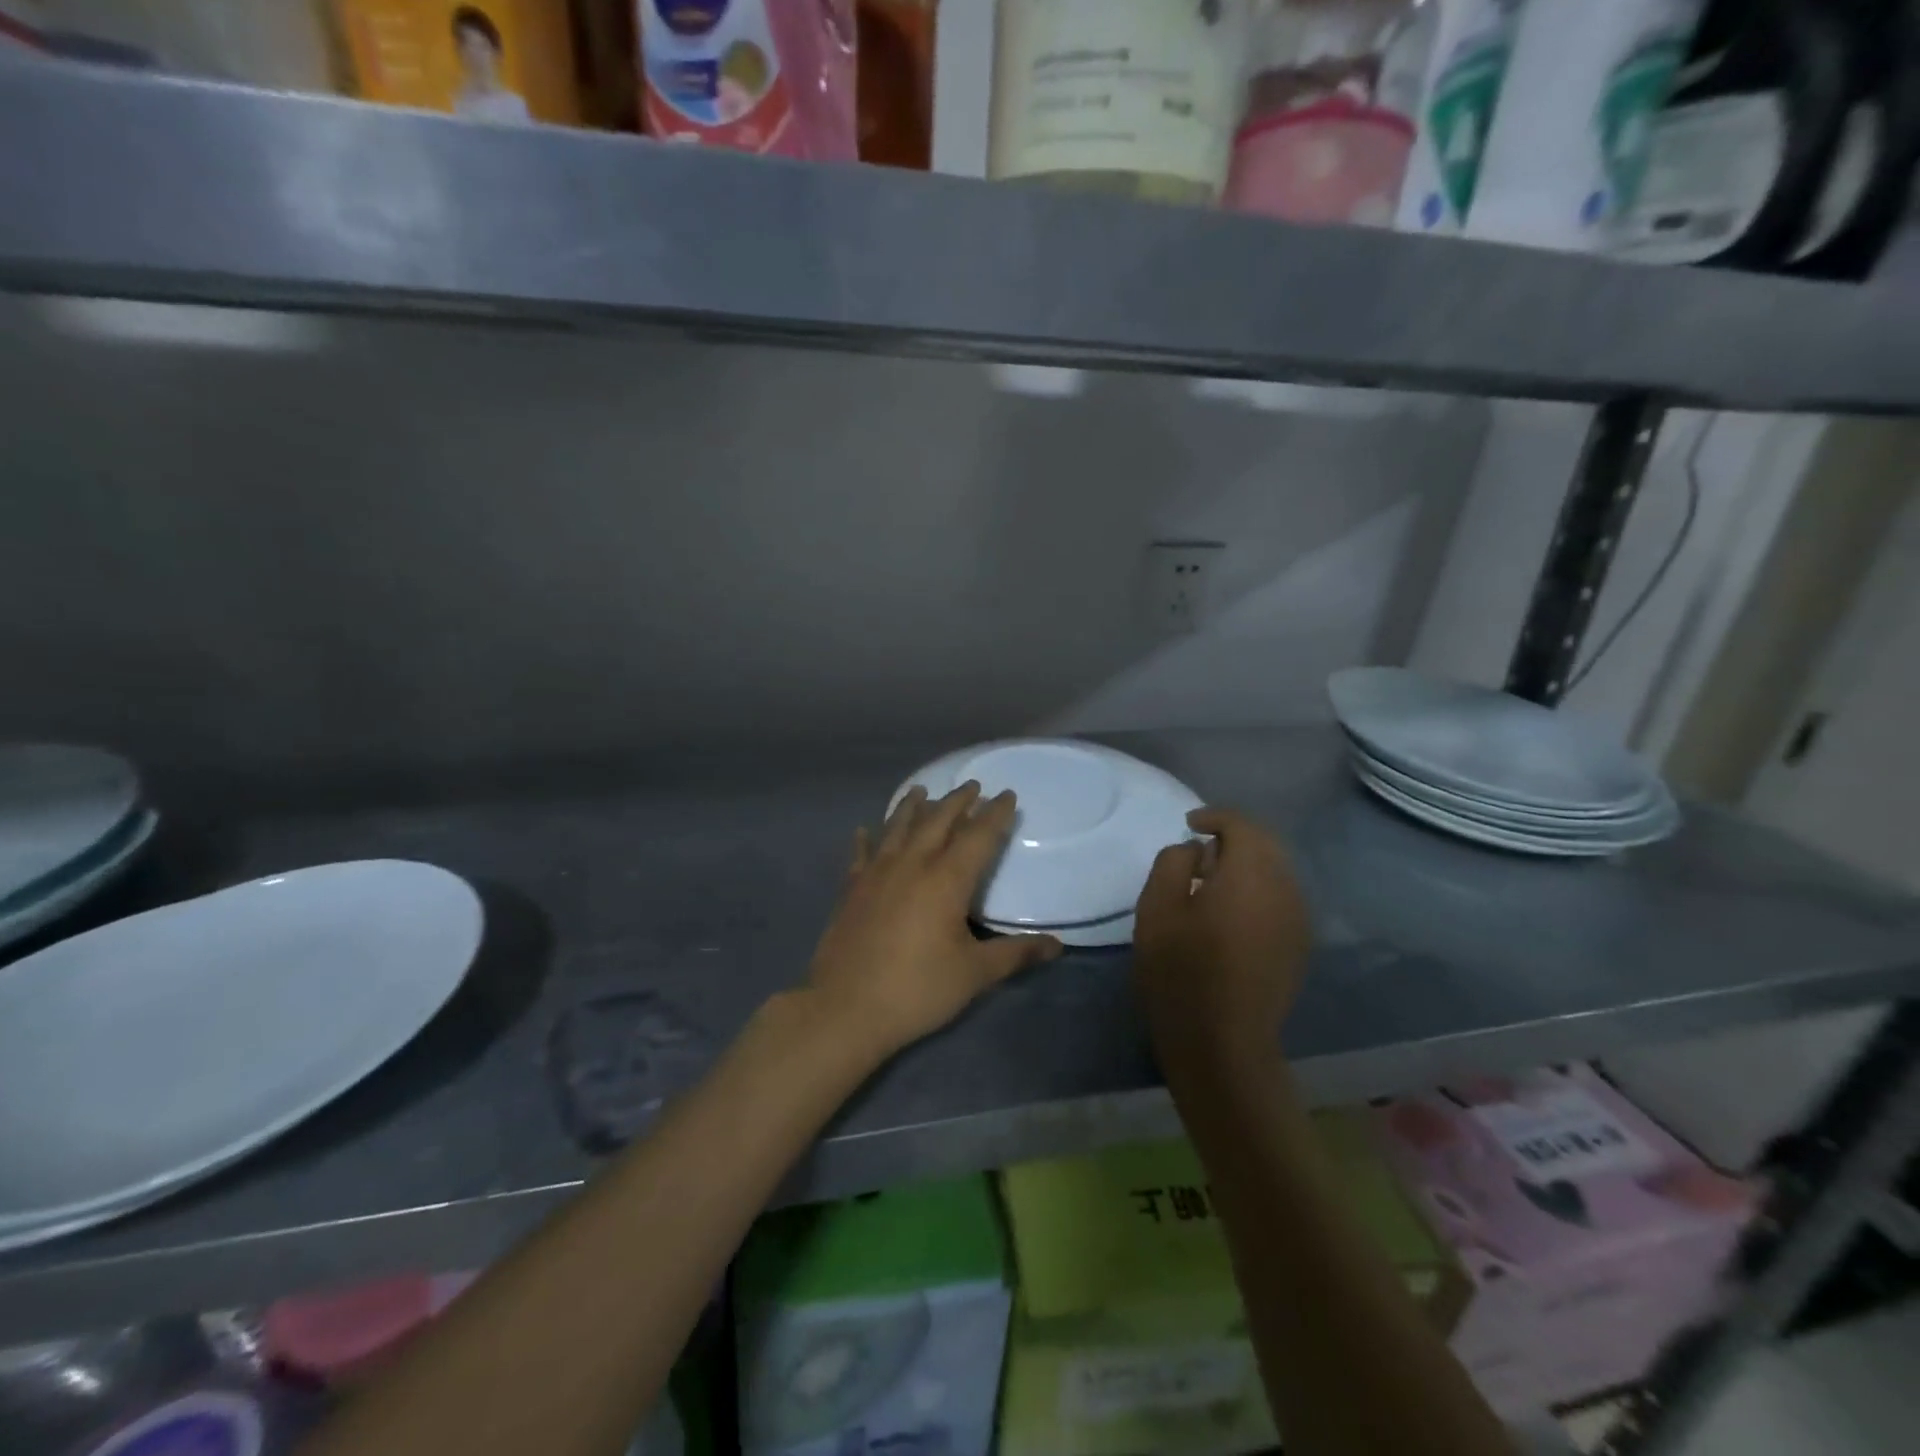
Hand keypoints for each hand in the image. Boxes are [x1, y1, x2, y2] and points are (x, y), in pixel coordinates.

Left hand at [805, 783, 1063, 1061]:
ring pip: (897, 827)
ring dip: (912, 806)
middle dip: (958, 801)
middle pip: (938, 821)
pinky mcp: (851, 889)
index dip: (996, 814)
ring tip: (922, 790)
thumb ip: (1015, 954)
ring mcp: (876, 873)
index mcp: (946, 880)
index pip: (978, 836)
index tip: (1007, 795)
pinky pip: (860, 854)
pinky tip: (863, 829)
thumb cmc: (917, 989)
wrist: (845, 1008)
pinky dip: (865, 839)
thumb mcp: (974, 974)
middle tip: (972, 785)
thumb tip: (1057, 945)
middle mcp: (911, 864)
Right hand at [1133, 808, 1312, 1067]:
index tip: (1189, 824)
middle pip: (1266, 844)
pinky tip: (1231, 911)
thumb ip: (1173, 862)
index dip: (1215, 817)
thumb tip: (1196, 851)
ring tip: (1210, 881)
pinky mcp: (1298, 945)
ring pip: (1277, 871)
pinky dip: (1258, 889)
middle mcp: (1284, 889)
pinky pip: (1281, 897)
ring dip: (1247, 864)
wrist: (1222, 1042)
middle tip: (1198, 850)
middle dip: (1234, 837)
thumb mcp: (1157, 908)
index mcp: (1250, 875)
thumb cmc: (1180, 970)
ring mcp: (1297, 920)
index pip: (1242, 825)